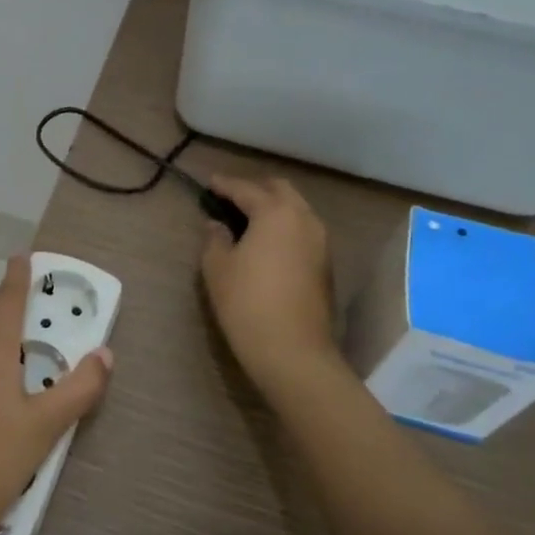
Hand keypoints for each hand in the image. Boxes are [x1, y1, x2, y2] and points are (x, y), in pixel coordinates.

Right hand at [200, 176, 339, 394]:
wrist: (293, 352)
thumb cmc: (247, 303)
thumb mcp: (217, 268)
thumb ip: (215, 238)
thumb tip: (218, 225)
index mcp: (275, 213)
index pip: (246, 189)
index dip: (224, 184)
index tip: (209, 183)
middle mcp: (304, 219)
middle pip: (280, 190)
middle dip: (255, 189)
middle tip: (231, 198)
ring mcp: (320, 241)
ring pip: (296, 209)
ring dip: (273, 207)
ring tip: (248, 219)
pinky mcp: (326, 264)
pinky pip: (303, 230)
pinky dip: (285, 226)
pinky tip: (267, 241)